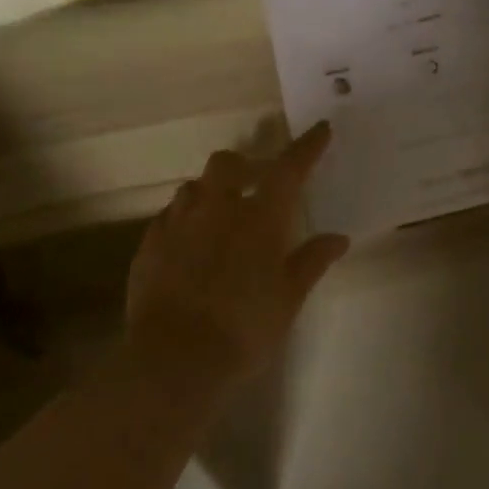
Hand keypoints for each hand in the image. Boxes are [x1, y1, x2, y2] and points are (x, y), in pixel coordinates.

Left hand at [125, 122, 349, 386]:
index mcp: (259, 218)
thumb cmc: (244, 328)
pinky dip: (184, 218)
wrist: (174, 359)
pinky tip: (189, 242)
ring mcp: (178, 223)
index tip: (320, 129)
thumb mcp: (289, 298)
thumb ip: (312, 261)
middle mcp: (217, 208)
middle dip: (244, 164)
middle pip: (228, 163)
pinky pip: (168, 216)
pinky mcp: (149, 245)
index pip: (288, 169)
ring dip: (210, 190)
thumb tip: (338, 238)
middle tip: (255, 182)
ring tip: (220, 212)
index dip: (307, 147)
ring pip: (193, 186)